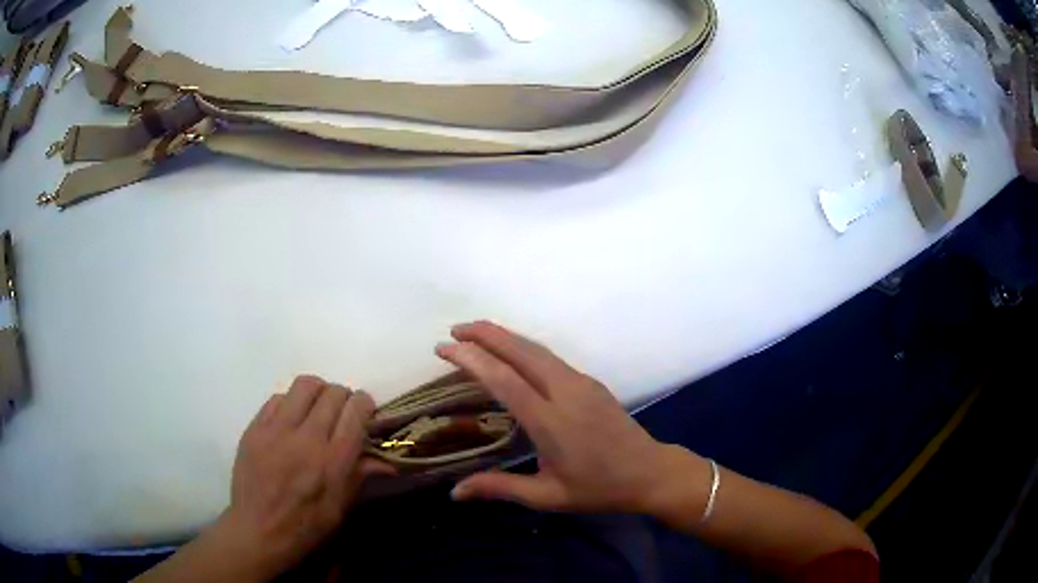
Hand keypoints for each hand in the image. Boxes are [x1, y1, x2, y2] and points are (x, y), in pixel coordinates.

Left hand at [216, 376, 388, 578]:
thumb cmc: (305, 527)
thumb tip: (389, 460)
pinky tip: (290, 420)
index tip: (366, 412)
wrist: (257, 531)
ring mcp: (277, 430)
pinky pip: (278, 398)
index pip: (356, 411)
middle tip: (342, 413)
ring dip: (318, 392)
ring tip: (316, 409)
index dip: (365, 404)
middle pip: (333, 393)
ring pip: (305, 385)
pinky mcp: (255, 428)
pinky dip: (291, 403)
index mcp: (333, 462)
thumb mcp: (340, 508)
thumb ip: (360, 476)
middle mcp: (307, 438)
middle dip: (344, 397)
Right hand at [437, 321, 686, 514]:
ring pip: (537, 349)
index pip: (505, 380)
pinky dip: (523, 347)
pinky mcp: (591, 382)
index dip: (472, 360)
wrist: (650, 472)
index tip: (444, 348)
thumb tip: (454, 492)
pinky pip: (550, 357)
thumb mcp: (547, 496)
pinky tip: (511, 352)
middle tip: (454, 330)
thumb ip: (500, 488)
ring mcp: (582, 383)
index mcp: (552, 422)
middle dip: (486, 334)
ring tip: (475, 333)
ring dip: (505, 336)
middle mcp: (566, 393)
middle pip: (521, 351)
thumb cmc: (598, 489)